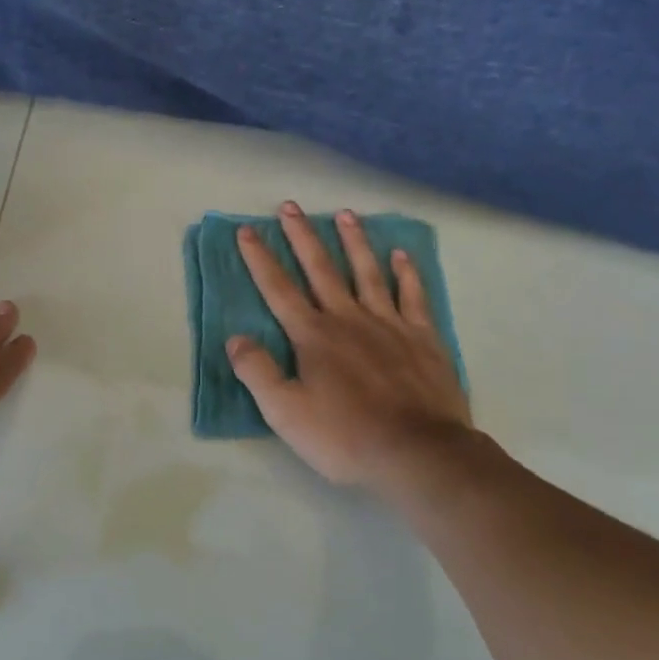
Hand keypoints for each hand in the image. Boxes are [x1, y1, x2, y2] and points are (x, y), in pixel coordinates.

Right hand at [229, 203, 472, 496]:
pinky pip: (412, 296)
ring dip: (354, 242)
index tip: (248, 230)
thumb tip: (235, 338)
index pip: (279, 289)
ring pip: (367, 272)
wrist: (419, 453)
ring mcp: (389, 324)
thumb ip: (258, 372)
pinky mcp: (423, 337)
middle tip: (290, 206)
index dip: (260, 259)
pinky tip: (401, 255)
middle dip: (302, 236)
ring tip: (345, 213)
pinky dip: (406, 273)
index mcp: (313, 336)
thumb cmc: (345, 436)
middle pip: (320, 269)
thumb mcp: (285, 413)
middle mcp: (348, 318)